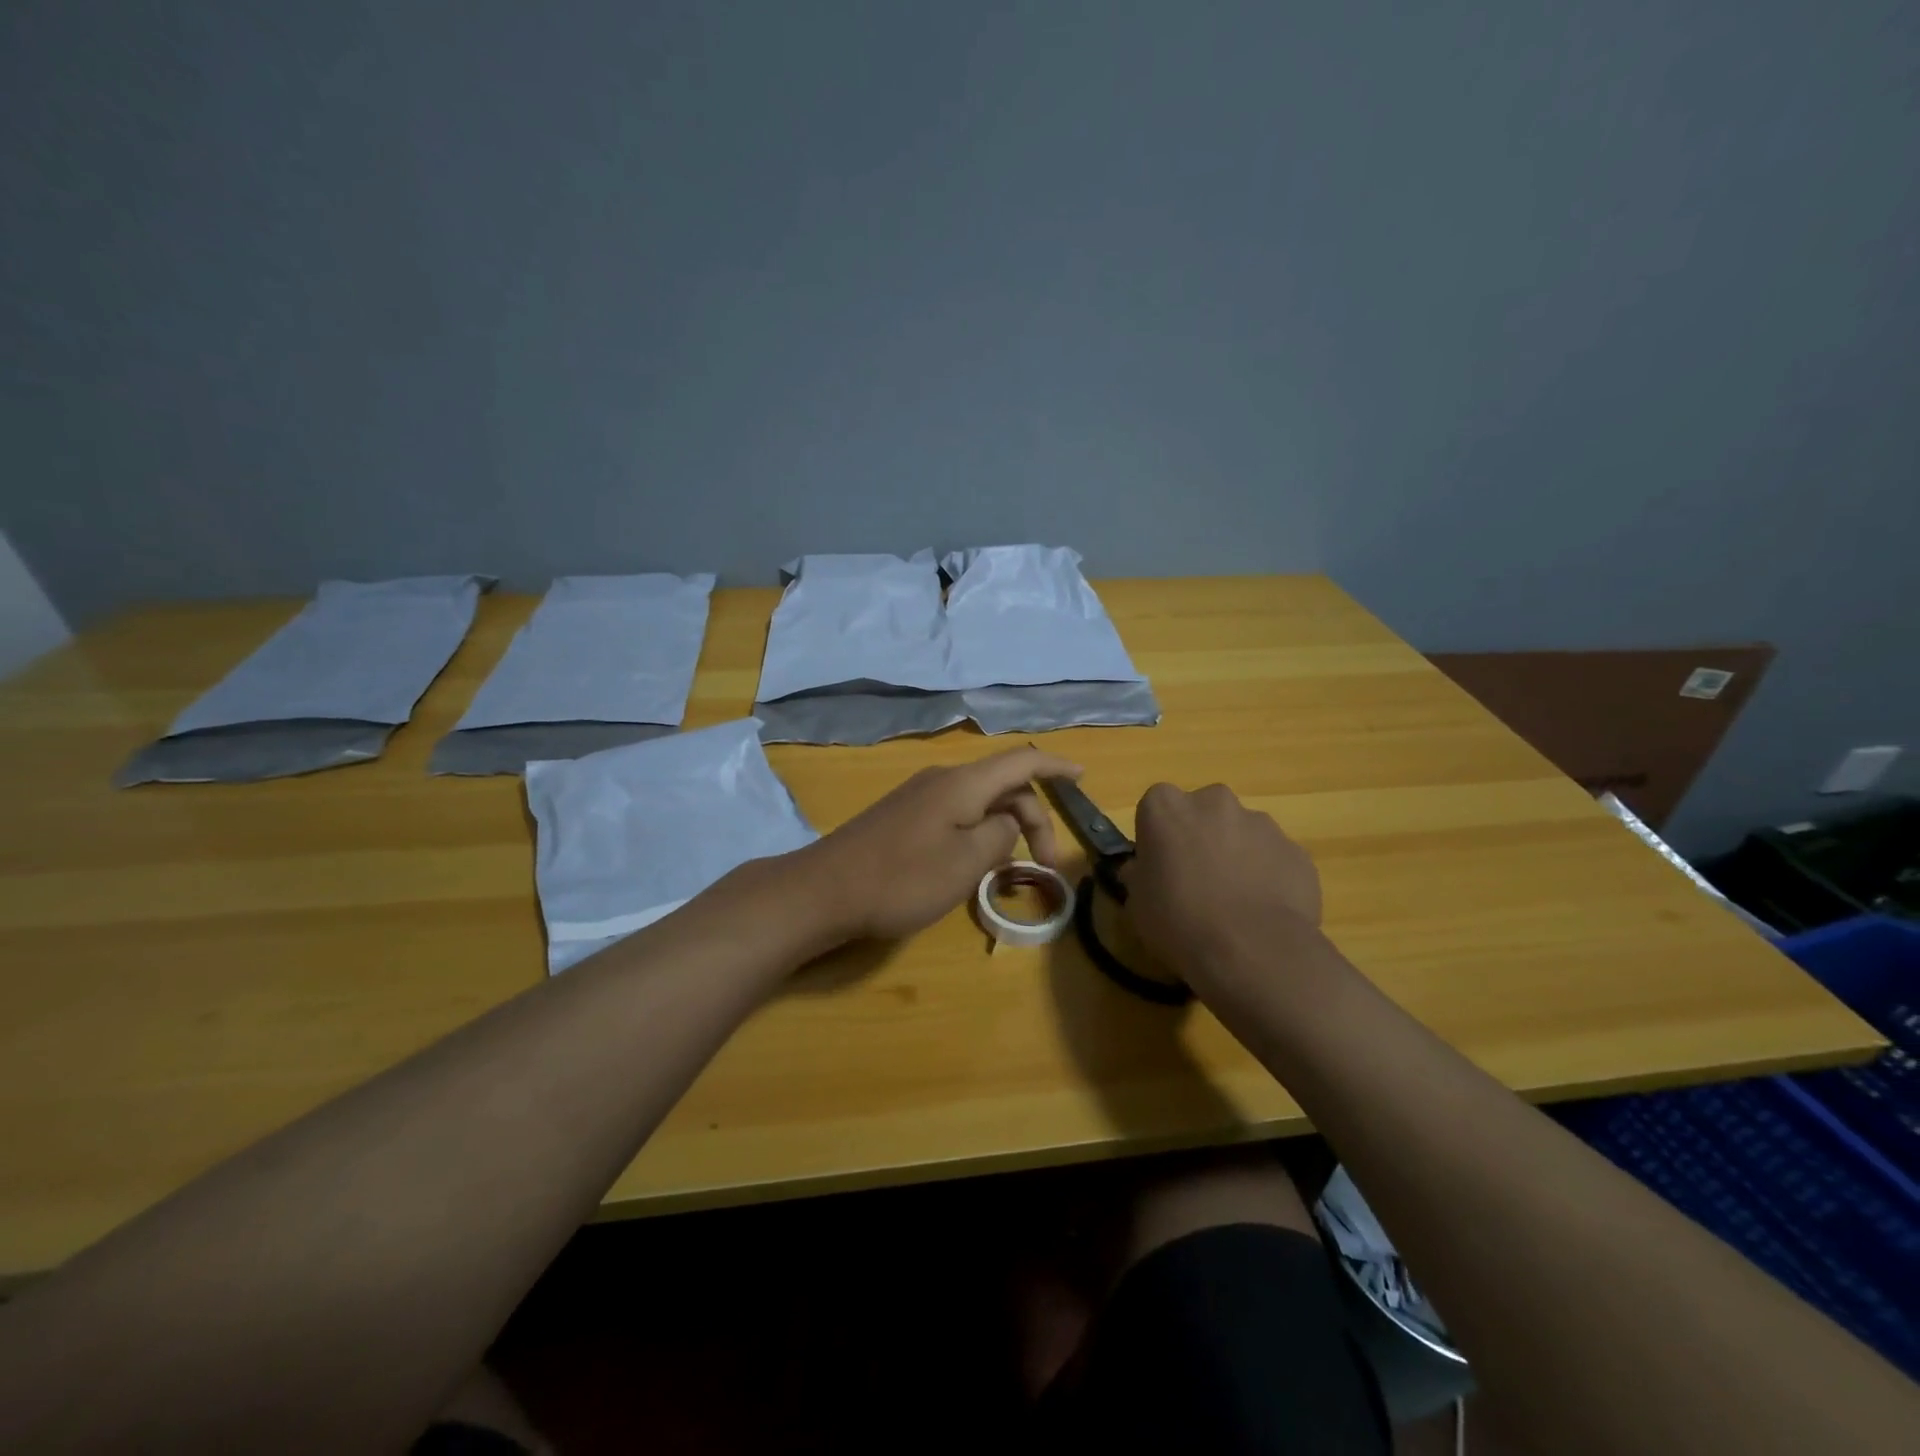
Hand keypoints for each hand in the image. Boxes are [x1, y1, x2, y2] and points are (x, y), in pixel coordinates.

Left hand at [802, 746, 1083, 940]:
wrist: (824, 891)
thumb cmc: (902, 879)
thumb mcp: (966, 862)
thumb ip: (1000, 836)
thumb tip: (1006, 823)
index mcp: (963, 783)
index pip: (1021, 761)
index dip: (1055, 766)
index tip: (1082, 778)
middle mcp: (942, 780)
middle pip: (1003, 785)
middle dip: (1033, 818)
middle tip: (1046, 864)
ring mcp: (919, 797)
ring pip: (979, 802)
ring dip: (1005, 828)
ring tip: (1012, 868)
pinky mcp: (903, 817)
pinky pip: (956, 814)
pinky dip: (978, 832)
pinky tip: (974, 863)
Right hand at [1123, 783, 1322, 986]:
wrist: (1252, 949)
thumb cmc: (1178, 920)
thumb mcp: (1137, 903)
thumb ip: (1140, 875)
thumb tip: (1143, 871)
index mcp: (1167, 807)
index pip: (1156, 806)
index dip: (1158, 836)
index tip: (1159, 865)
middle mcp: (1214, 801)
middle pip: (1203, 812)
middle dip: (1201, 837)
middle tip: (1197, 880)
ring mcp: (1261, 823)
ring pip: (1242, 833)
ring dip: (1237, 855)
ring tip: (1235, 902)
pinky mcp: (1296, 850)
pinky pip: (1274, 858)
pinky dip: (1268, 876)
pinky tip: (1263, 912)